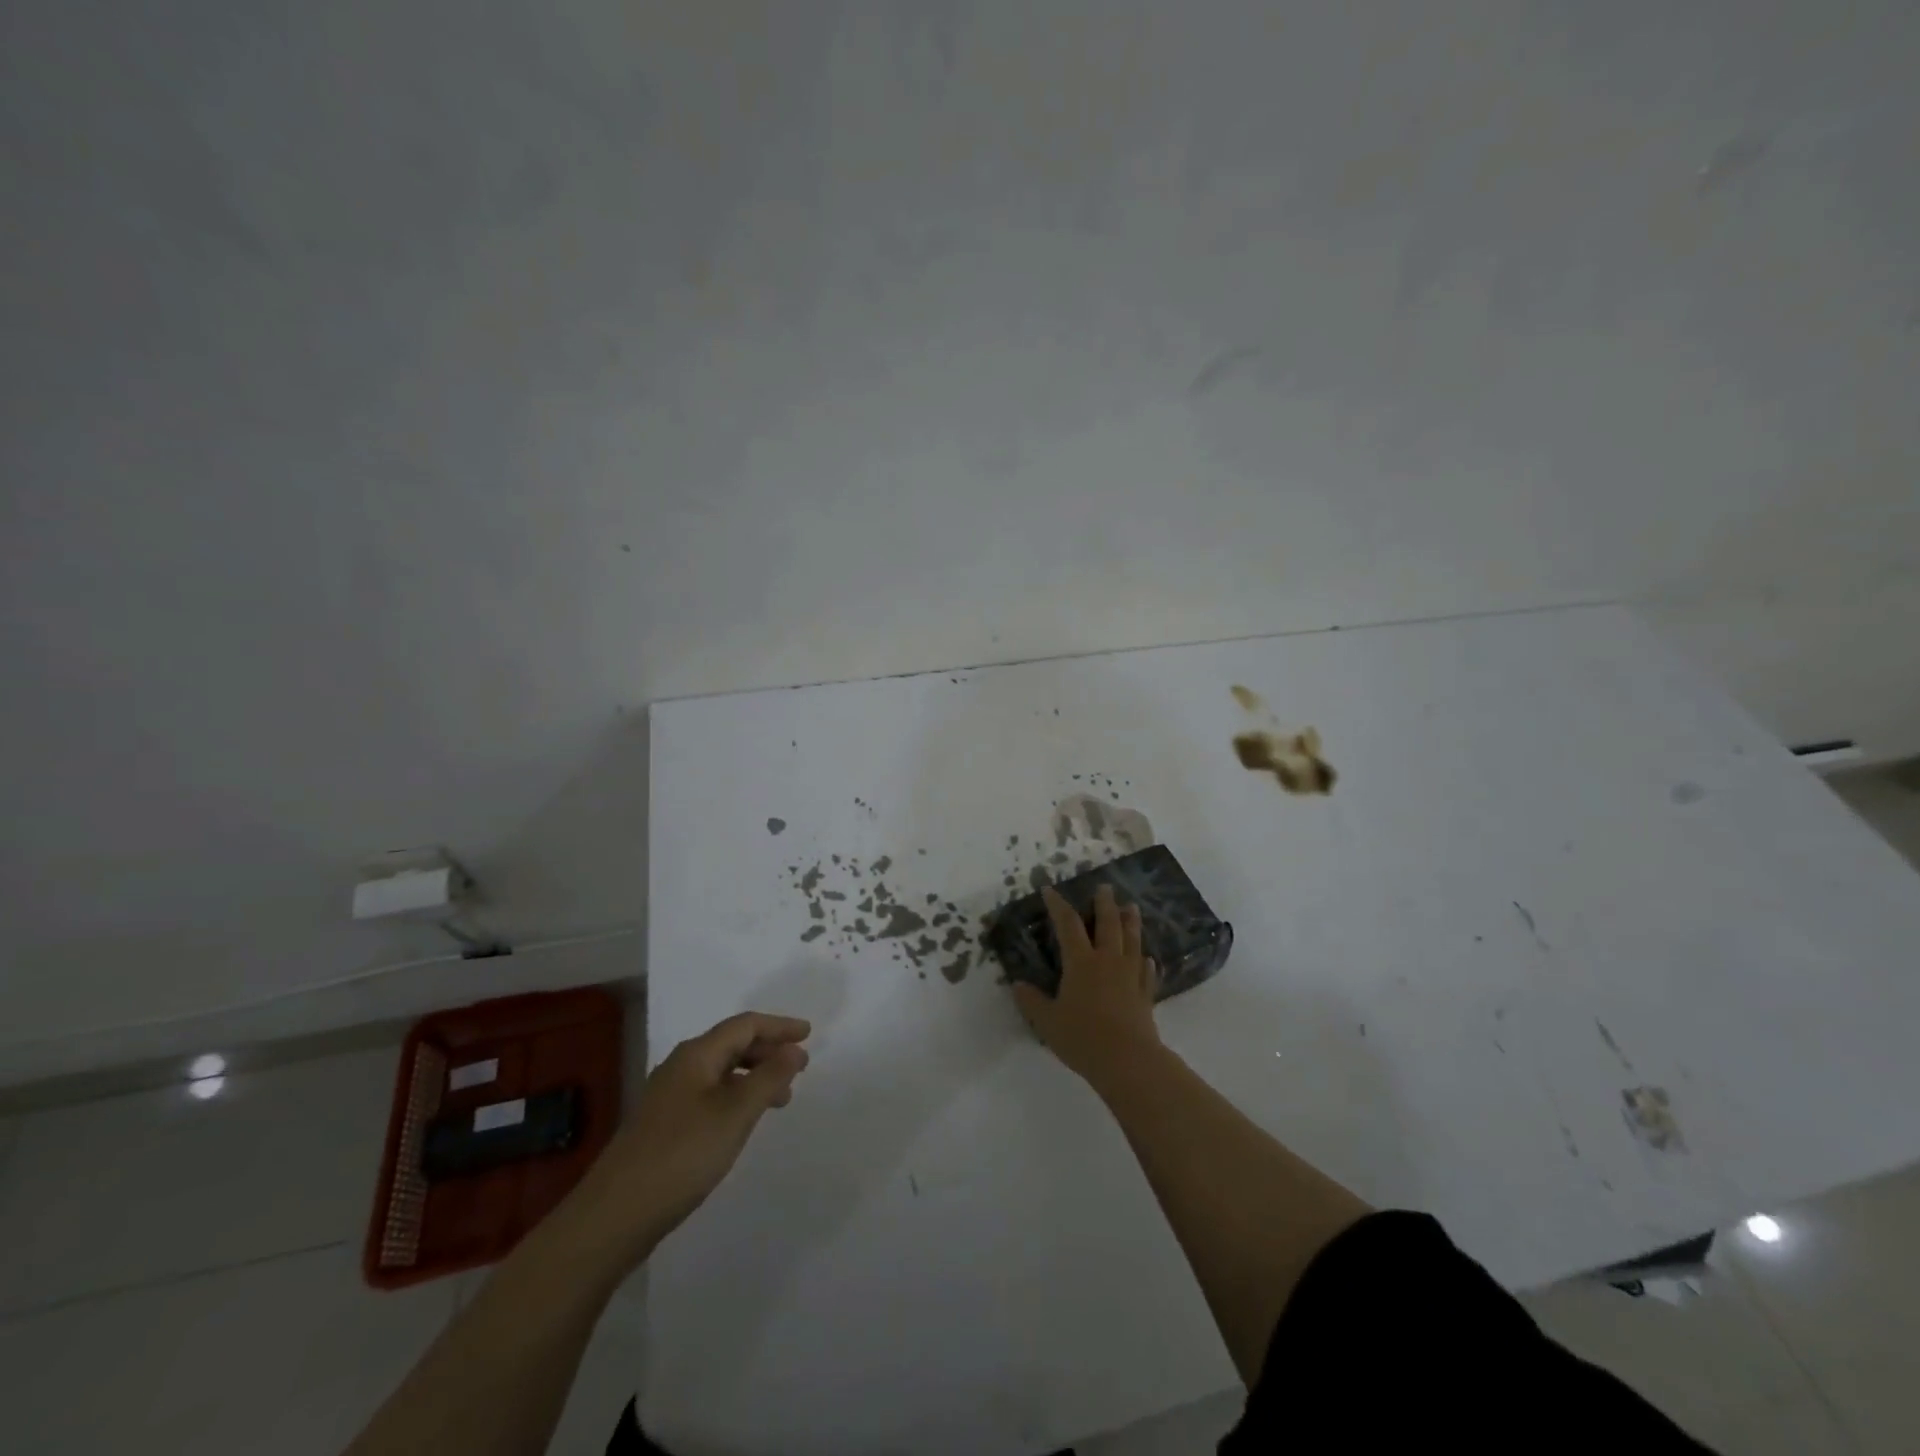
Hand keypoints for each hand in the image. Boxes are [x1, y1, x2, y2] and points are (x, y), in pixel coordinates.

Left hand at [560, 1012, 810, 1266]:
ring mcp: (668, 1098)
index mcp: (696, 1055)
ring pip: (721, 1072)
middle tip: (800, 1068)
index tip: (809, 1035)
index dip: (779, 1026)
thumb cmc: (681, 1155)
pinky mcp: (663, 1126)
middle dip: (768, 1051)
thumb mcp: (735, 1114)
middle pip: (732, 1045)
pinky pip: (710, 1095)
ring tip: (781, 1099)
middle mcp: (680, 1067)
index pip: (745, 1025)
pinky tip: (743, 1122)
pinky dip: (736, 1098)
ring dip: (754, 1077)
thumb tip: (793, 1049)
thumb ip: (768, 1078)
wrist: (613, 1216)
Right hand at [1012, 884, 1160, 1084]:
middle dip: (1105, 903)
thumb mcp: (1047, 1022)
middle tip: (1105, 887)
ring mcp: (1130, 976)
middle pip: (1108, 924)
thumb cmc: (1082, 1038)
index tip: (1050, 890)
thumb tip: (1017, 985)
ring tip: (1132, 906)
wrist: (1127, 1061)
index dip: (1058, 905)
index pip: (1068, 925)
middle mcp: (1107, 961)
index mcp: (1081, 962)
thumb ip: (1032, 1002)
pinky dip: (1146, 962)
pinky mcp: (1145, 994)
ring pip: (1132, 941)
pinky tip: (1148, 958)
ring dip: (1131, 921)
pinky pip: (1147, 971)